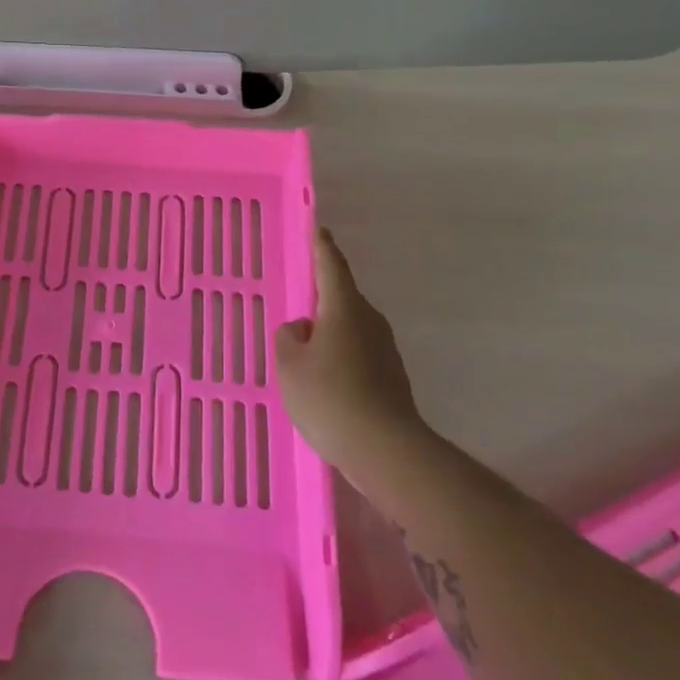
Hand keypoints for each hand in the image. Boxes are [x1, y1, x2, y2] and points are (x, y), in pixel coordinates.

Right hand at [276, 229, 427, 476]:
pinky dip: (339, 360)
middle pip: (341, 300)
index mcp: (344, 309)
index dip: (321, 247)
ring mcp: (385, 350)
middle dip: (319, 300)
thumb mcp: (289, 365)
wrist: (384, 450)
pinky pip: (357, 355)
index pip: (331, 267)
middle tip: (296, 306)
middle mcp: (369, 322)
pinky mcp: (391, 377)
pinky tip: (323, 383)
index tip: (318, 229)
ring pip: (349, 330)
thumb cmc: (329, 397)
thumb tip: (302, 329)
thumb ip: (288, 337)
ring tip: (303, 354)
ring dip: (328, 335)